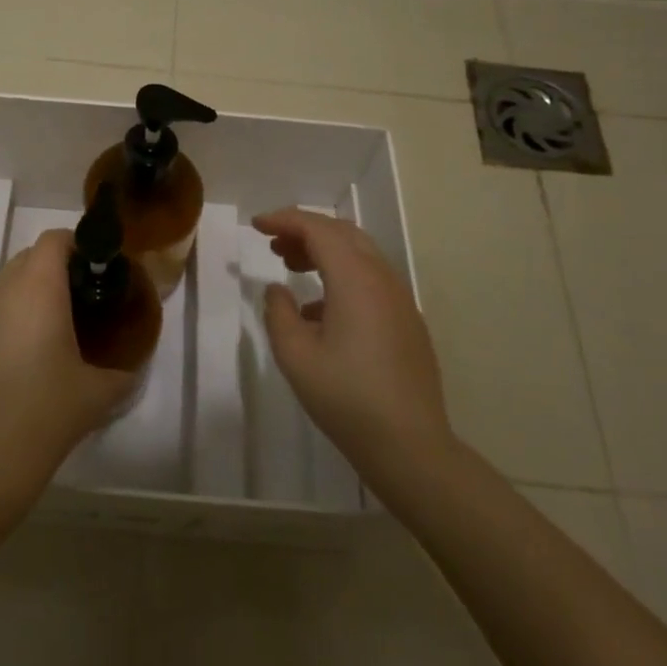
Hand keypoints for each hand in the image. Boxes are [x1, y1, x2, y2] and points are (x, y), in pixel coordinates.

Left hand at [0, 230, 136, 506]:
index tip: (97, 266)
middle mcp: (5, 294)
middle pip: (29, 257)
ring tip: (55, 328)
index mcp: (39, 291)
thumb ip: (124, 370)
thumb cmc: (50, 411)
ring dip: (32, 293)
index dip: (76, 244)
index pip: (53, 240)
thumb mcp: (101, 391)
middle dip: (55, 266)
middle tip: (81, 296)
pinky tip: (26, 359)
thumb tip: (132, 367)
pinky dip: (13, 319)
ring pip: (8, 285)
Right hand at [253, 208, 456, 498]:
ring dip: (324, 251)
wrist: (410, 445)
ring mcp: (400, 300)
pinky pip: (371, 280)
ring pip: (360, 255)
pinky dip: (341, 275)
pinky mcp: (407, 321)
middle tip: (273, 244)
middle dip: (305, 230)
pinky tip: (319, 309)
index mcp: (355, 279)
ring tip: (291, 266)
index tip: (256, 225)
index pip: (318, 229)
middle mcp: (382, 279)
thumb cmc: (346, 397)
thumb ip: (279, 313)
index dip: (284, 220)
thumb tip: (278, 290)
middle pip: (343, 234)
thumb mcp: (295, 356)